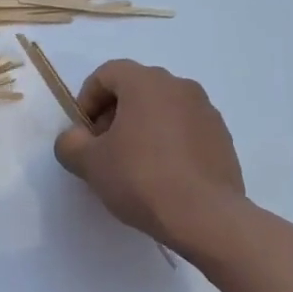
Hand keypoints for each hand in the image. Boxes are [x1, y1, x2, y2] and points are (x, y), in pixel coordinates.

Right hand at [53, 59, 245, 249]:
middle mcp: (180, 87)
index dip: (87, 99)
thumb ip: (70, 143)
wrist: (205, 217)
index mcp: (146, 82)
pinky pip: (185, 129)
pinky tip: (162, 175)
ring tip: (133, 164)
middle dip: (114, 113)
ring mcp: (206, 112)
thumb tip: (76, 138)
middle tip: (104, 148)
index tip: (83, 132)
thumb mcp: (89, 163)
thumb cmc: (141, 178)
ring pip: (163, 109)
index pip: (107, 74)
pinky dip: (168, 142)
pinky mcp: (222, 138)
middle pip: (136, 89)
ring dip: (142, 127)